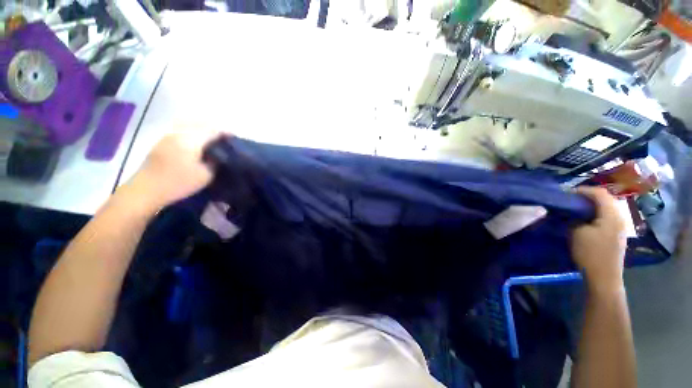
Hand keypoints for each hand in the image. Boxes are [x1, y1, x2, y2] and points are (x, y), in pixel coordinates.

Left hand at [124, 128, 222, 210]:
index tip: (235, 138)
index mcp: (191, 140)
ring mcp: (168, 135)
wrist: (147, 189)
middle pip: (201, 123)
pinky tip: (196, 141)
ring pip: (189, 124)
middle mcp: (179, 132)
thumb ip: (216, 161)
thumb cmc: (179, 183)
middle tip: (225, 138)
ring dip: (202, 128)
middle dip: (215, 129)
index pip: (213, 130)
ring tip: (211, 138)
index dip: (226, 132)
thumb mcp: (206, 175)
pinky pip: (181, 129)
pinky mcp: (162, 141)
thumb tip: (220, 154)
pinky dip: (192, 131)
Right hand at [571, 187, 627, 294]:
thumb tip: (568, 212)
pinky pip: (605, 217)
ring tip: (575, 209)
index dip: (583, 190)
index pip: (599, 193)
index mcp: (611, 215)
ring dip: (590, 206)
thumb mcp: (577, 233)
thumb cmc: (591, 254)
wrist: (604, 278)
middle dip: (586, 197)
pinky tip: (584, 220)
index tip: (566, 193)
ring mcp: (619, 227)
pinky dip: (594, 214)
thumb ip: (573, 218)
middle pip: (605, 199)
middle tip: (570, 200)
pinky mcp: (616, 235)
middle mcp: (619, 218)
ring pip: (605, 209)